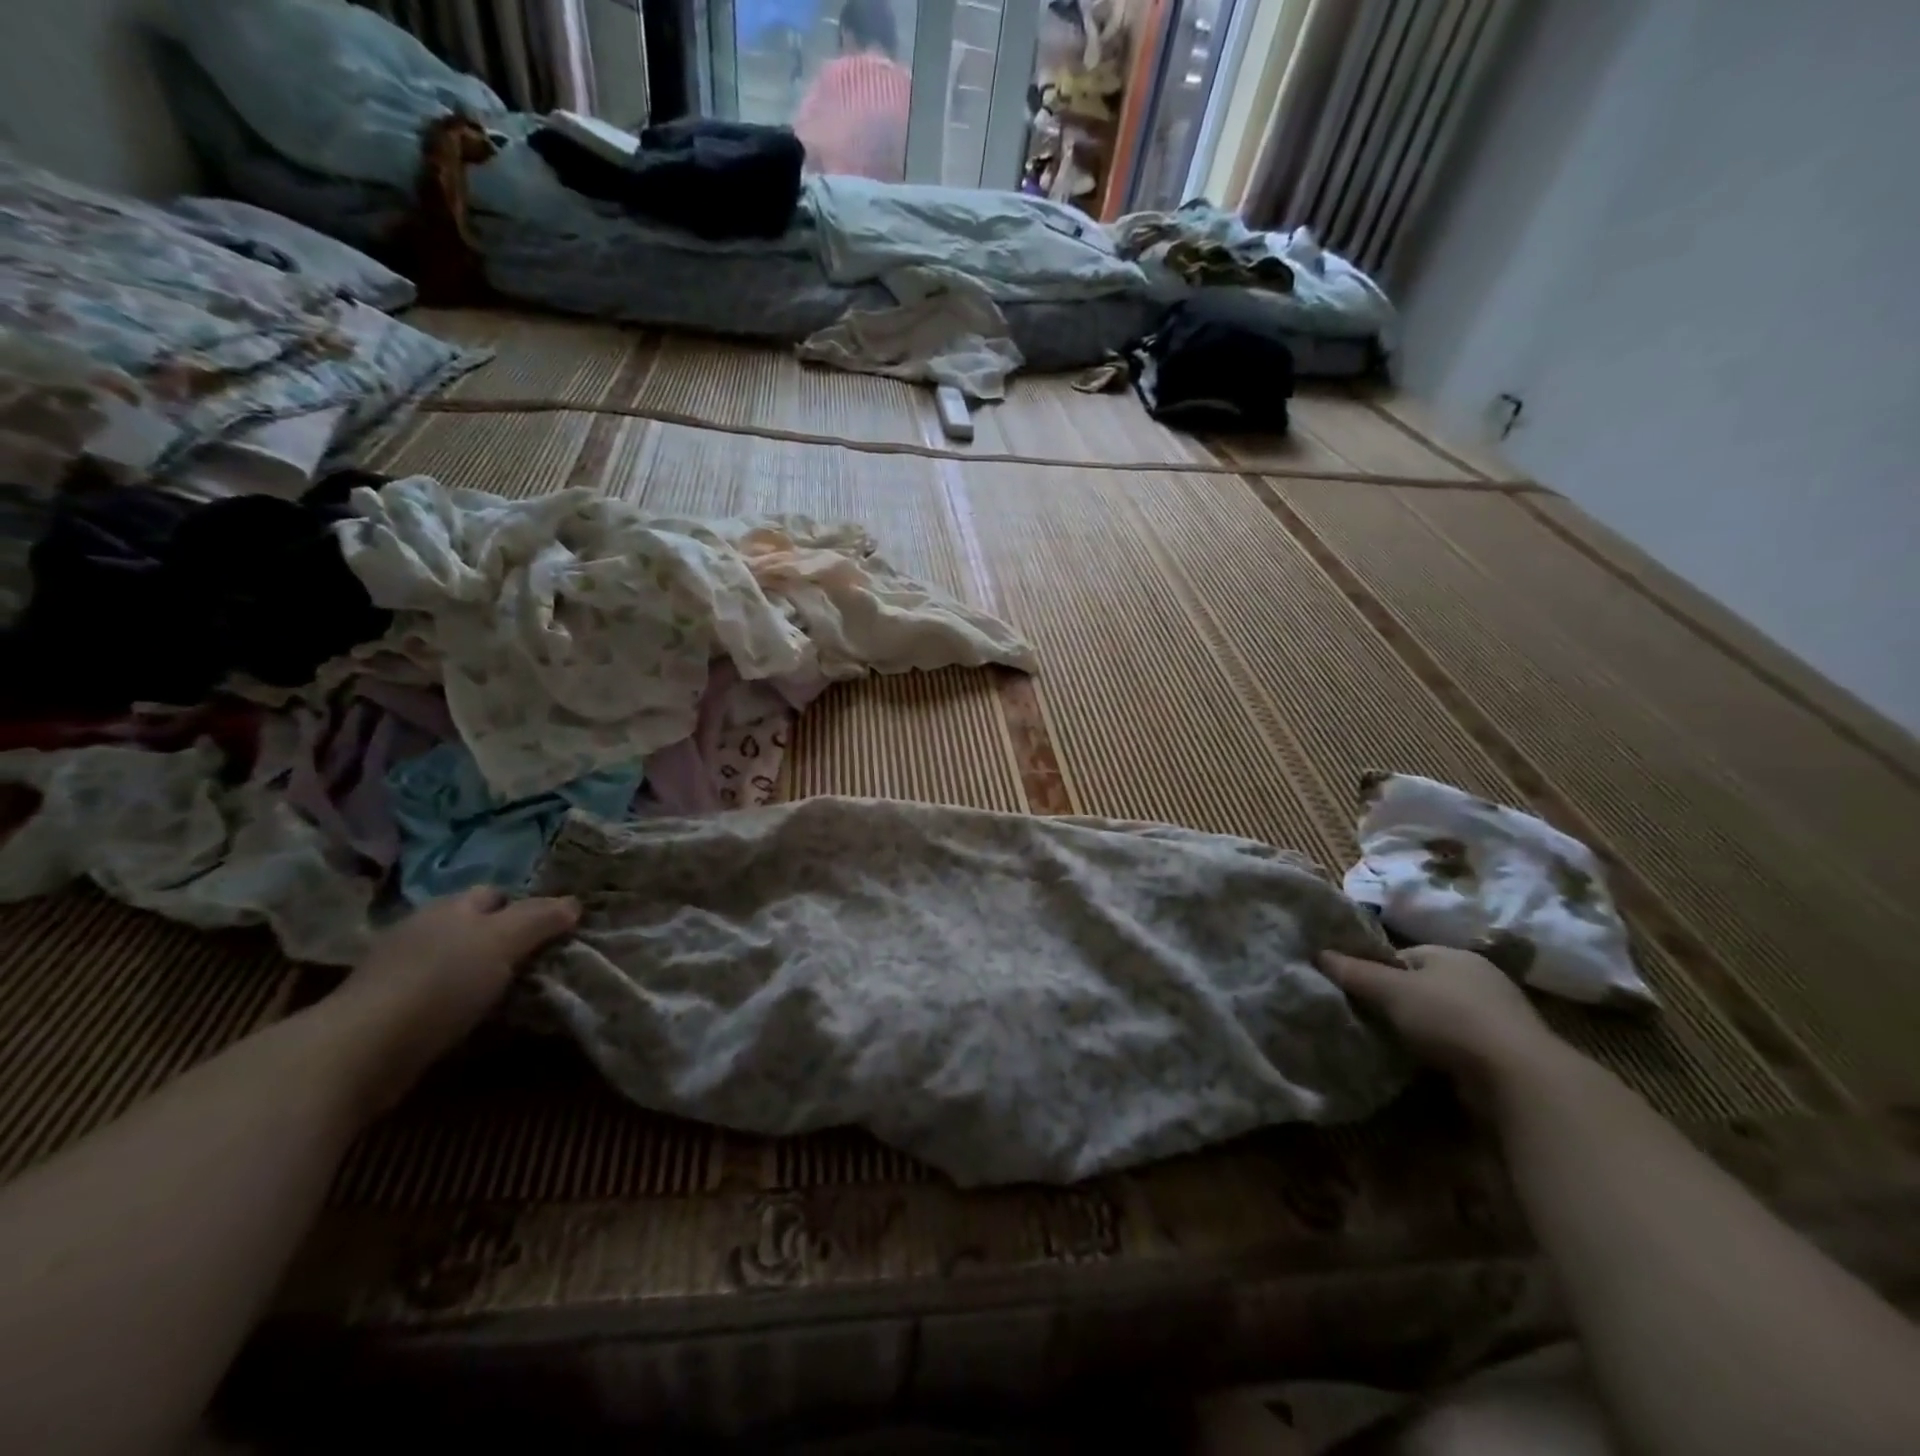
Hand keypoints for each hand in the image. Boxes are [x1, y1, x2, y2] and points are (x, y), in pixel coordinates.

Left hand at [329, 887, 579, 1114]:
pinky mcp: (388, 1010)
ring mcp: (400, 970)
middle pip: (475, 927)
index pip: (496, 894)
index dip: (526, 907)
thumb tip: (574, 903)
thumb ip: (540, 919)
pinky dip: (459, 1002)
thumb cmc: (440, 982)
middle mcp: (423, 930)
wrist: (361, 1050)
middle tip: (540, 962)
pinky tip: (476, 1019)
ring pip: (457, 962)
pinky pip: (438, 995)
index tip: (554, 930)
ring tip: (515, 994)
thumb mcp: (503, 941)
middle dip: (505, 939)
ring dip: (482, 973)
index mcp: (450, 907)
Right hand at [1319, 945, 1565, 1105]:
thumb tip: (1318, 953)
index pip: (1403, 956)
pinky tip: (1425, 1068)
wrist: (1519, 1079)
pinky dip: (1442, 1055)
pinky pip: (1460, 1047)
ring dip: (1420, 1032)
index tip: (1358, 993)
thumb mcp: (1391, 990)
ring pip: (1441, 1019)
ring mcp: (1499, 1018)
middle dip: (1397, 1003)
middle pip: (1422, 986)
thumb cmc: (1450, 1018)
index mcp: (1454, 955)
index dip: (1377, 971)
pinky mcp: (1507, 1054)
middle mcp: (1480, 979)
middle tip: (1370, 1020)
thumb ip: (1354, 972)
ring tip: (1392, 1047)